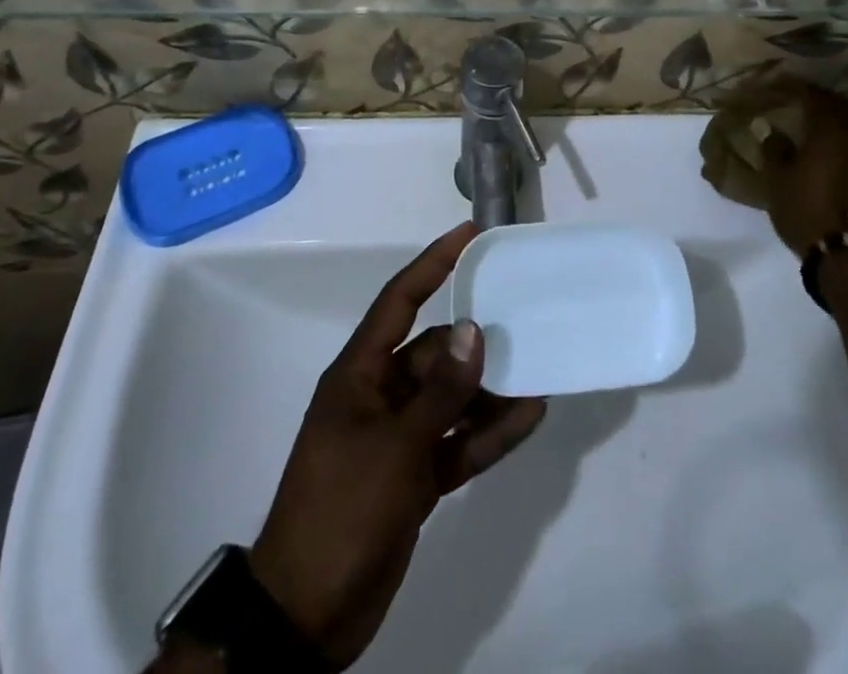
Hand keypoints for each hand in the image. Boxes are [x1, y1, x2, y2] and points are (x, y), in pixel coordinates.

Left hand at [248, 224, 547, 669]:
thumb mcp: (394, 447)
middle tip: (527, 320)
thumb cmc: (342, 509)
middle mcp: (380, 394)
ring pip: (452, 398)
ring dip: (490, 391)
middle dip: (477, 341)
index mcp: (360, 373)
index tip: (470, 233)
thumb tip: (474, 330)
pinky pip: (458, 441)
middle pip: (436, 352)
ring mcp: (399, 437)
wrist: (308, 613)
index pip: (400, 300)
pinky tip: (528, 418)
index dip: (433, 262)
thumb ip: (440, 391)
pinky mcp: (415, 476)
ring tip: (539, 373)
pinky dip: (488, 432)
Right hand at [762, 84, 847, 256]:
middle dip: (818, 101)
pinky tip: (839, 149)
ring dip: (839, 119)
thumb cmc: (808, 211)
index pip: (810, 93)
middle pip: (839, 103)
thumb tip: (772, 129)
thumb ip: (774, 148)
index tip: (776, 87)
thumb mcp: (778, 179)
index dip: (791, 88)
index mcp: (831, 125)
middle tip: (797, 104)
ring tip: (818, 125)